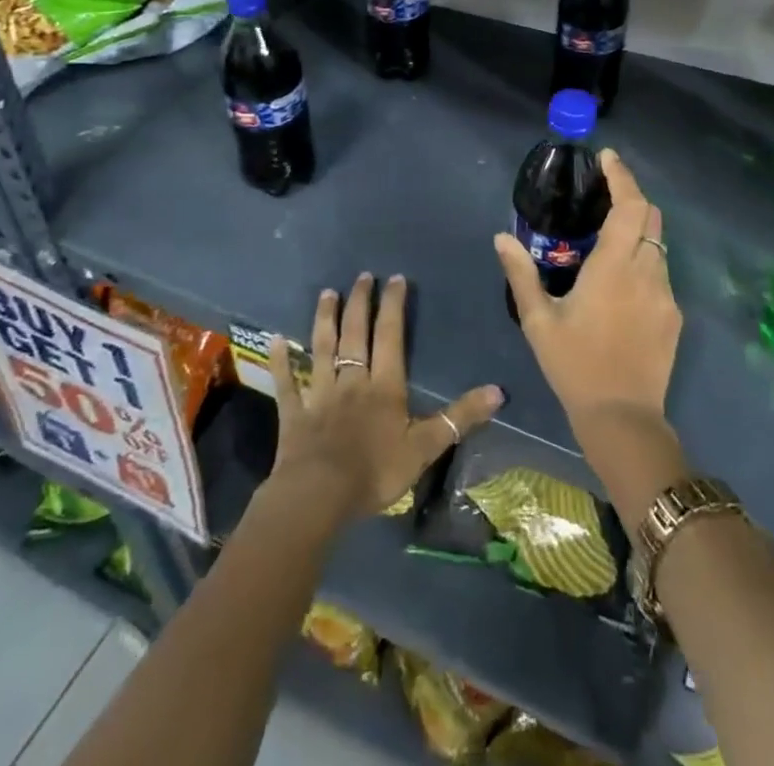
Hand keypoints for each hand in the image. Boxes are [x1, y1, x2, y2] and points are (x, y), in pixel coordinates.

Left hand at [268, 273, 502, 524]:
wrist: (319, 497)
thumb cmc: (375, 471)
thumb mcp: (426, 447)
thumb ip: (460, 417)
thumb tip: (498, 391)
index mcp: (384, 385)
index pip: (390, 336)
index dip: (393, 306)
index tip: (395, 279)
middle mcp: (352, 380)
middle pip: (355, 333)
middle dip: (360, 302)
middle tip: (362, 276)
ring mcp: (320, 394)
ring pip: (322, 348)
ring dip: (325, 319)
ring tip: (327, 293)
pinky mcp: (294, 413)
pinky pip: (287, 382)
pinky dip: (281, 360)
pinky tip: (275, 340)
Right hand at [495, 149, 681, 432]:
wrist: (623, 419)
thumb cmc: (575, 366)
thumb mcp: (539, 320)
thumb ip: (521, 274)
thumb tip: (502, 237)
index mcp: (615, 267)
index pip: (631, 205)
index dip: (622, 176)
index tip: (608, 157)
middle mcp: (648, 272)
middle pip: (652, 217)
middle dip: (632, 196)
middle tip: (605, 193)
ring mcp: (666, 294)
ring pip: (659, 244)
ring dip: (638, 230)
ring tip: (608, 238)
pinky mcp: (674, 315)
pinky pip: (661, 272)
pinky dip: (643, 259)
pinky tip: (621, 281)